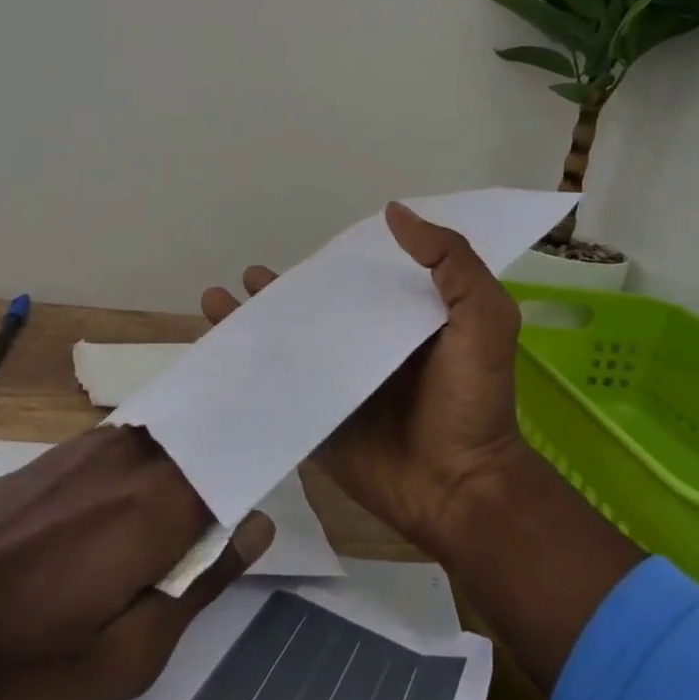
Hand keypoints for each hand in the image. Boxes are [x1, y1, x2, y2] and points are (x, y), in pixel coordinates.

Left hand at [0, 426, 271, 699]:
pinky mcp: (61, 450)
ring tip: (209, 464)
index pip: (234, 461)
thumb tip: (254, 526)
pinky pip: (129, 439)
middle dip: (231, 445)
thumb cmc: (22, 655)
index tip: (283, 457)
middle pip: (204, 437)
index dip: (261, 457)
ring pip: (167, 433)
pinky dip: (152, 449)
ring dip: (192, 444)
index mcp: (159, 507)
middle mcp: (133, 458)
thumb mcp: (126, 657)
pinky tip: (146, 473)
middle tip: (257, 462)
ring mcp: (92, 446)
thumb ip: (200, 584)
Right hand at [201, 201, 525, 553]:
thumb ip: (451, 263)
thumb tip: (393, 213)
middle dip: (277, 294)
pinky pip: (274, 391)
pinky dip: (245, 374)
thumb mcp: (483, 318)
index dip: (326, 266)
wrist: (459, 486)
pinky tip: (214, 356)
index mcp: (400, 322)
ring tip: (214, 303)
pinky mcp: (316, 421)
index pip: (357, 283)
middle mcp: (364, 348)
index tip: (299, 250)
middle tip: (247, 277)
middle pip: (312, 312)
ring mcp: (337, 386)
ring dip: (251, 326)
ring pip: (286, 347)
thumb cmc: (471, 400)